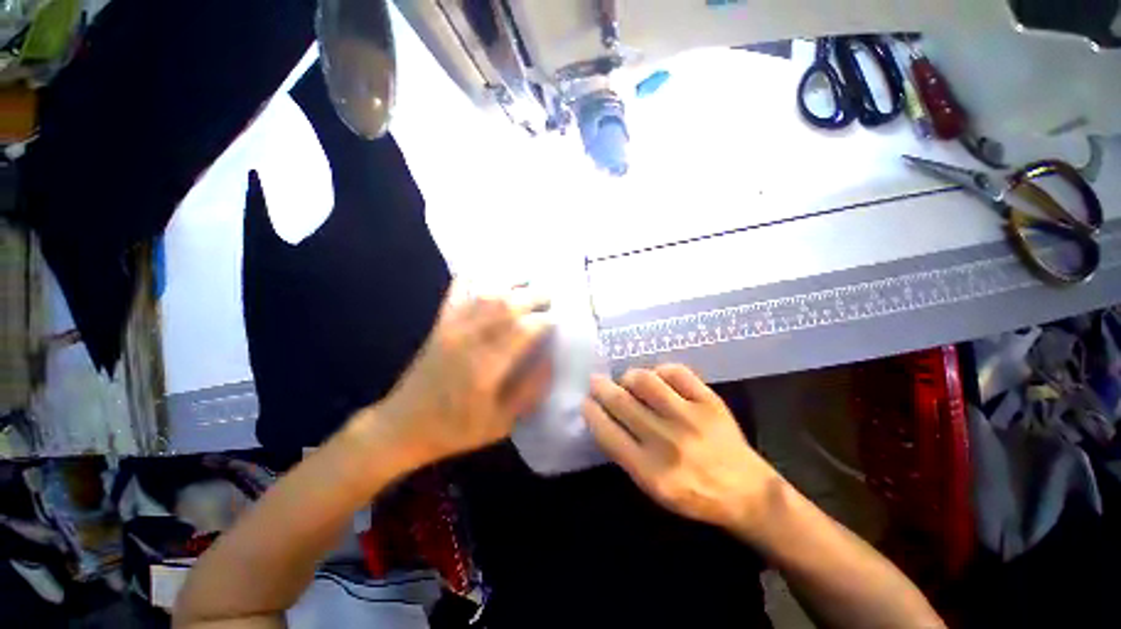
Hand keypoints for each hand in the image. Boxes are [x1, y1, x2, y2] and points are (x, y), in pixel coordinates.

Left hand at [372, 281, 553, 464]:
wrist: (402, 426)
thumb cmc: (455, 429)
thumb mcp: (501, 423)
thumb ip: (529, 392)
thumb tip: (549, 360)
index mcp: (487, 367)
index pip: (523, 330)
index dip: (545, 321)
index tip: (558, 320)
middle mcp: (470, 340)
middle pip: (507, 305)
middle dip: (534, 296)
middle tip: (550, 298)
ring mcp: (452, 327)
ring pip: (486, 293)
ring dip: (511, 283)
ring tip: (529, 281)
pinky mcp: (440, 323)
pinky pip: (457, 290)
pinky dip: (474, 276)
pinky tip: (489, 273)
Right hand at [584, 365, 781, 531]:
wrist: (747, 492)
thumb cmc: (695, 495)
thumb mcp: (654, 489)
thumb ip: (627, 454)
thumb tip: (605, 417)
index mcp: (650, 471)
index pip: (608, 432)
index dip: (591, 412)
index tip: (586, 402)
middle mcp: (668, 441)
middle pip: (622, 402)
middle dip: (602, 388)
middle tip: (596, 381)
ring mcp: (691, 417)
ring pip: (646, 381)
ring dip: (629, 377)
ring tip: (627, 380)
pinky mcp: (710, 401)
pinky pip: (676, 372)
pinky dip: (660, 370)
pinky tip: (657, 377)